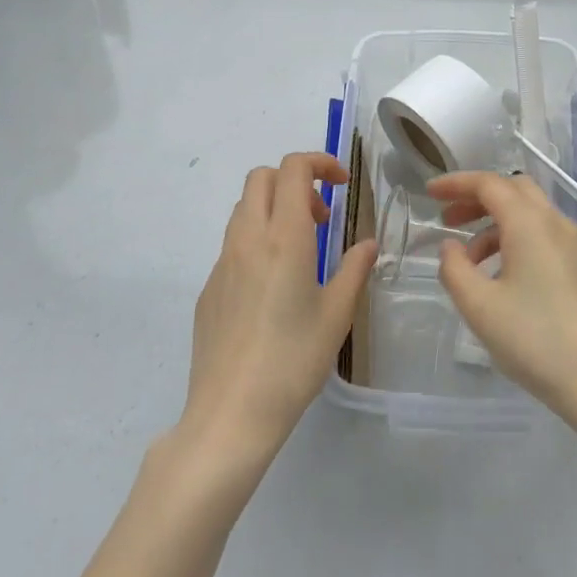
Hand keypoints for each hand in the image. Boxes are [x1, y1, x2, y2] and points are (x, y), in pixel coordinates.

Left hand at [181, 153, 377, 467]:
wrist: (230, 414)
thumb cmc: (293, 361)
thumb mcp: (337, 314)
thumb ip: (354, 269)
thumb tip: (368, 244)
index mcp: (284, 237)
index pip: (293, 169)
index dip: (319, 162)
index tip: (342, 184)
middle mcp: (248, 239)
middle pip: (262, 178)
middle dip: (294, 181)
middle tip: (320, 217)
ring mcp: (222, 263)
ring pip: (244, 208)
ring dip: (274, 208)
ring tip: (301, 250)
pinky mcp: (209, 288)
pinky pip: (233, 244)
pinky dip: (257, 240)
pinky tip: (273, 287)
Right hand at [430, 171, 576, 433]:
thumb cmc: (535, 339)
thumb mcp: (480, 307)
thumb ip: (455, 269)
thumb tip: (450, 246)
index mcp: (530, 223)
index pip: (489, 184)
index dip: (456, 183)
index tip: (429, 192)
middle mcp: (555, 223)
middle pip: (512, 190)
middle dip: (477, 198)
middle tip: (448, 220)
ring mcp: (574, 244)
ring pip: (529, 213)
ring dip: (495, 223)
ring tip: (468, 260)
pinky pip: (542, 234)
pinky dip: (514, 239)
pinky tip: (499, 276)